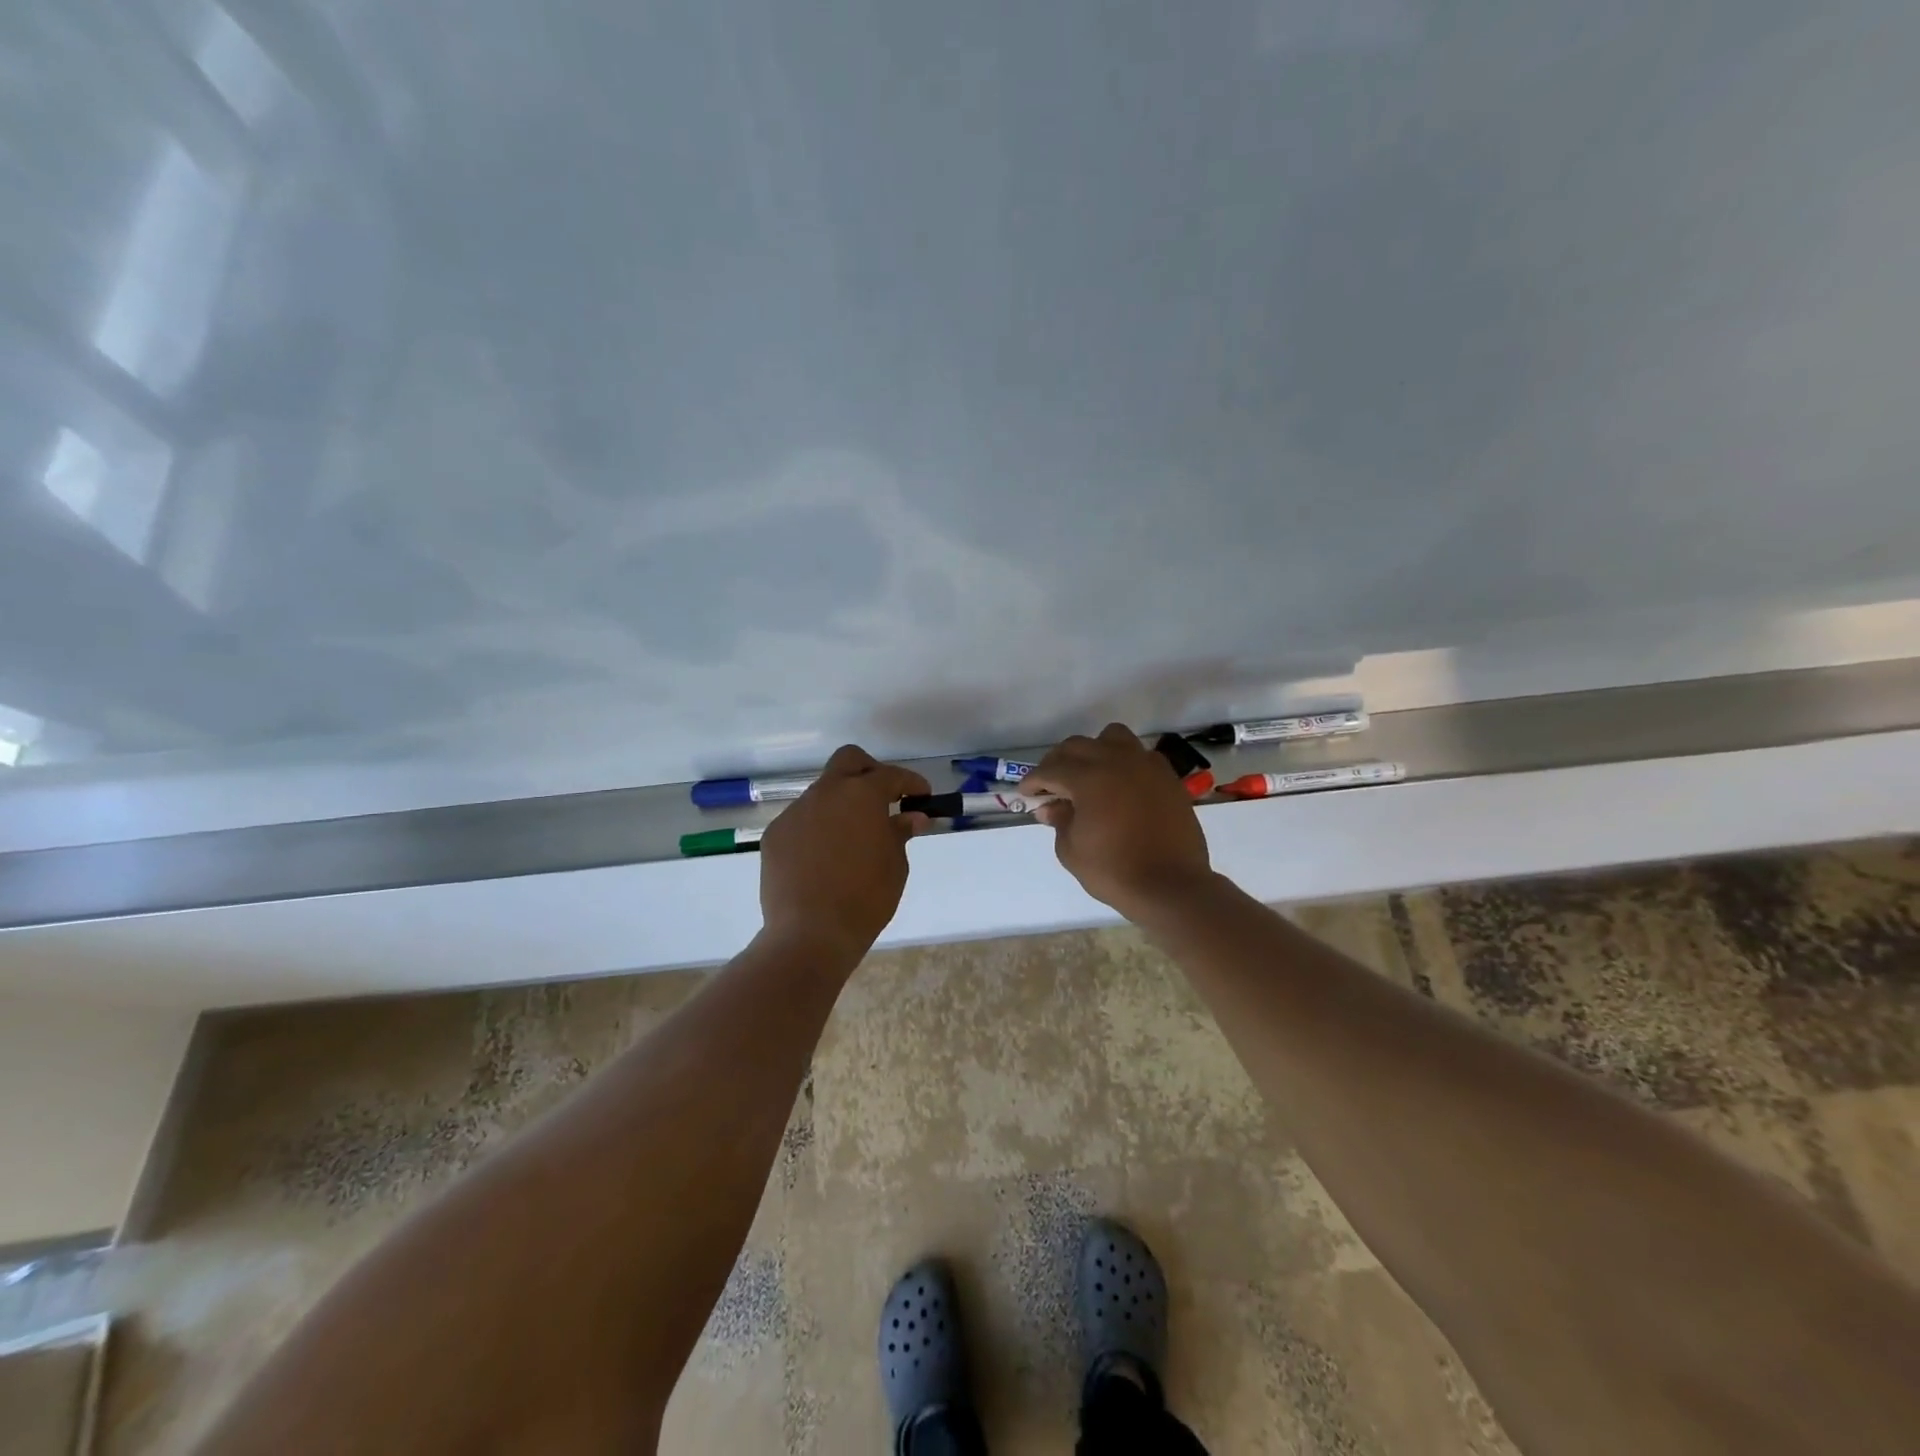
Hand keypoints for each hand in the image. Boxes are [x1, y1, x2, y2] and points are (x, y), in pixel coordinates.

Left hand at [757, 745, 930, 960]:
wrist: (810, 934)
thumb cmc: (866, 898)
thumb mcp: (895, 865)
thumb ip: (900, 833)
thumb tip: (910, 817)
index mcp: (861, 795)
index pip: (891, 776)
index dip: (911, 783)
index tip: (922, 797)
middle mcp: (826, 793)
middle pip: (848, 761)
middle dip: (870, 772)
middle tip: (884, 798)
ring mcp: (795, 812)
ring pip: (822, 792)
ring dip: (841, 804)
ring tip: (853, 836)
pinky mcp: (775, 835)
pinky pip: (803, 820)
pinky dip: (818, 828)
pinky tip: (825, 856)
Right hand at [1021, 723, 1213, 918]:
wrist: (1170, 886)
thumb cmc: (1114, 871)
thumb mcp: (1072, 850)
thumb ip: (1059, 821)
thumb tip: (1051, 807)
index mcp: (1089, 777)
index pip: (1051, 769)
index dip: (1034, 780)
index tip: (1026, 793)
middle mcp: (1117, 761)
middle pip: (1078, 746)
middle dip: (1058, 762)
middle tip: (1050, 785)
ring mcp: (1146, 765)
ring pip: (1112, 737)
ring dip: (1093, 751)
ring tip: (1088, 774)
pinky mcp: (1167, 777)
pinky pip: (1140, 755)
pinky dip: (1123, 762)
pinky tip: (1119, 784)